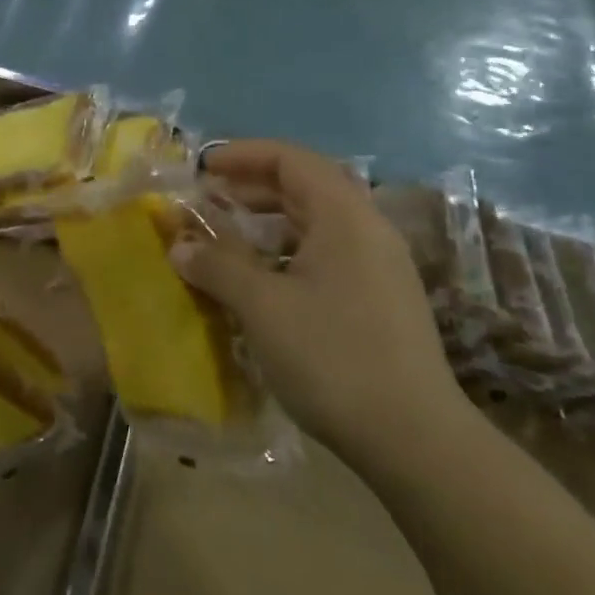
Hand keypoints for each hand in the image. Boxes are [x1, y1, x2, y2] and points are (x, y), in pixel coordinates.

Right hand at [170, 141, 470, 469]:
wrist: (413, 438)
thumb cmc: (332, 357)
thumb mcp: (262, 306)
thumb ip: (217, 266)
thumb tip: (180, 246)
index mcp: (345, 217)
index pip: (292, 160)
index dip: (243, 155)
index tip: (203, 167)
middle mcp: (368, 231)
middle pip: (306, 186)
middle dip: (252, 187)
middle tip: (208, 200)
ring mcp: (379, 267)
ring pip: (317, 223)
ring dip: (269, 221)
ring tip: (227, 236)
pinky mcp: (380, 300)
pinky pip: (327, 255)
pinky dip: (287, 252)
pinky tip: (262, 280)